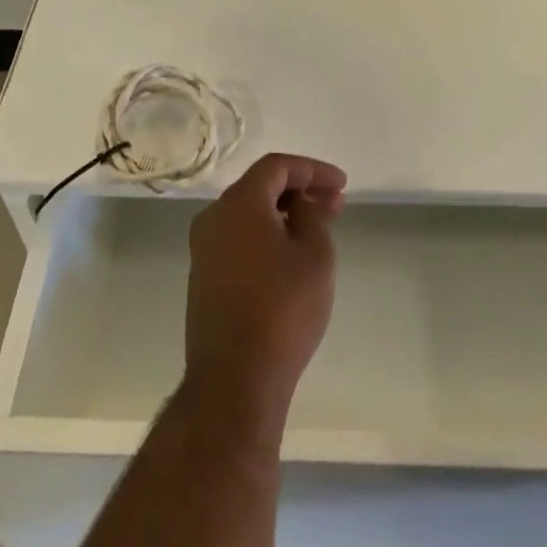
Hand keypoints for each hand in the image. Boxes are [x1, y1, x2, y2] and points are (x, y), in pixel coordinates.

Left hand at [184, 153, 346, 417]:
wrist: (234, 379)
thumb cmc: (282, 309)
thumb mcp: (314, 255)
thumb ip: (312, 215)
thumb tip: (301, 203)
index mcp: (239, 202)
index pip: (277, 166)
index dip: (312, 169)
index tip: (342, 185)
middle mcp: (214, 217)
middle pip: (260, 188)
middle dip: (299, 190)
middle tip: (334, 204)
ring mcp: (204, 249)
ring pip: (249, 215)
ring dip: (283, 214)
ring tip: (318, 228)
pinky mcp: (204, 278)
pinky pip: (239, 240)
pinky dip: (266, 236)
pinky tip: (290, 255)